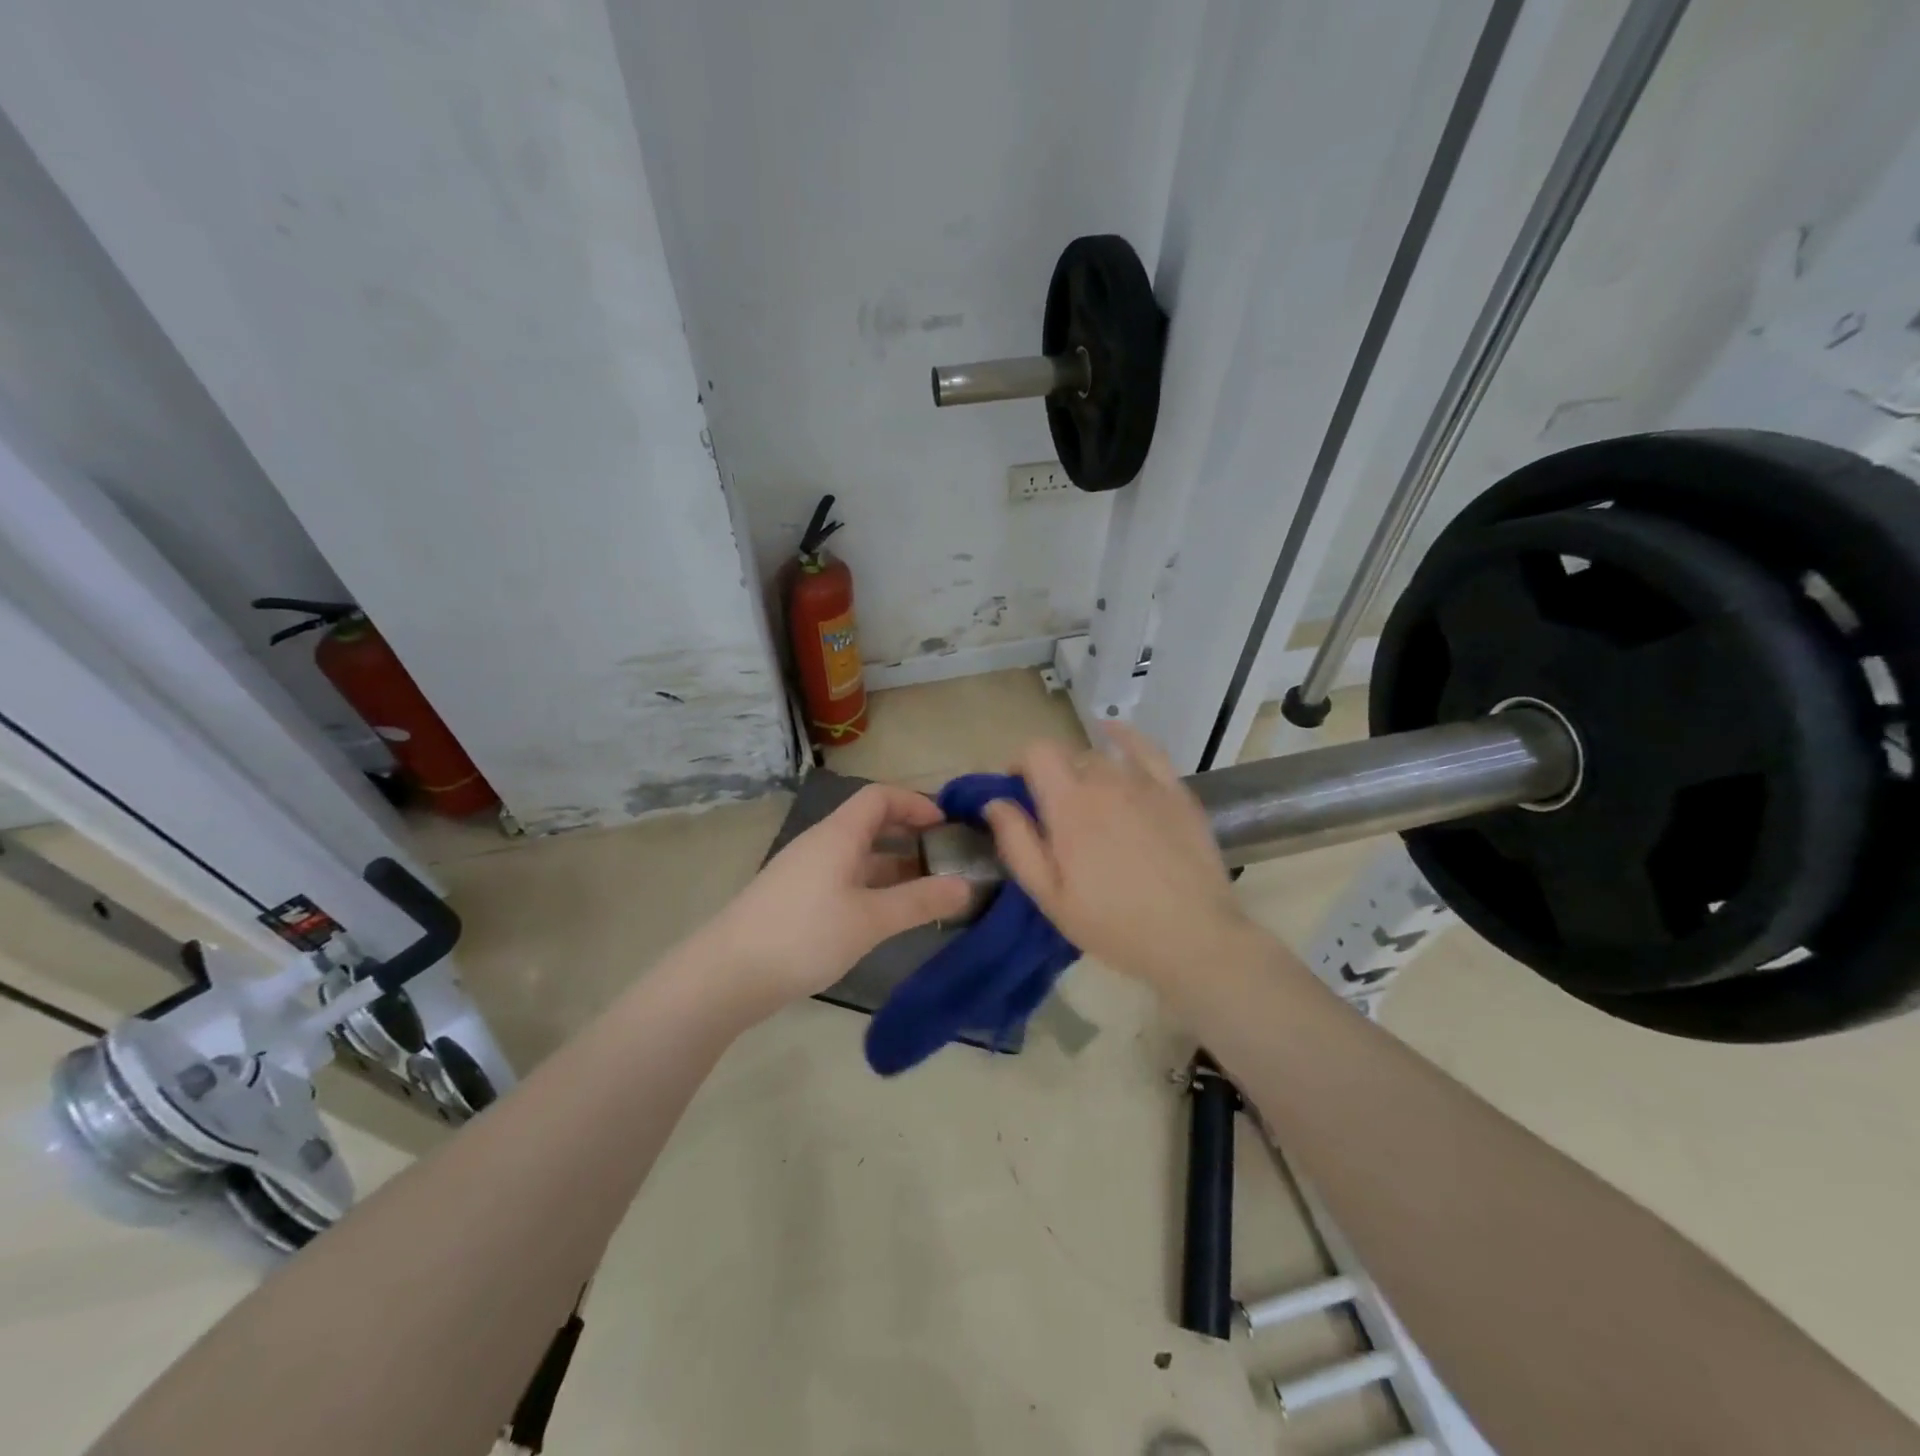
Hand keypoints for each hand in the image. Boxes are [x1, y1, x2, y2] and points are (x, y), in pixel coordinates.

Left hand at [701, 783, 974, 1015]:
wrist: (727, 975)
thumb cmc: (804, 935)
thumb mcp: (870, 919)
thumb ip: (920, 902)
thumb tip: (966, 886)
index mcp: (838, 835)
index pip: (880, 796)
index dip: (916, 802)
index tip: (947, 826)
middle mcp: (822, 844)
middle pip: (871, 824)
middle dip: (911, 836)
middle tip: (947, 859)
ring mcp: (807, 872)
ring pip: (859, 856)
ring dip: (894, 867)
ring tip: (929, 892)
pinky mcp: (798, 900)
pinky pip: (845, 879)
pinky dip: (873, 888)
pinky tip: (889, 916)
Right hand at [981, 726, 1251, 988]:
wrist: (1192, 938)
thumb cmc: (1112, 923)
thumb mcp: (1049, 895)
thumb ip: (1017, 843)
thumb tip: (995, 802)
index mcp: (1068, 804)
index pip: (1036, 752)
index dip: (1020, 765)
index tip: (1017, 792)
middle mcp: (1105, 780)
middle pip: (1068, 755)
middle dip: (1051, 775)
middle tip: (1053, 814)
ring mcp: (1145, 783)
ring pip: (1102, 757)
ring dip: (1084, 771)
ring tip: (1086, 802)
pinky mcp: (1175, 791)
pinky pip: (1147, 749)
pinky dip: (1124, 736)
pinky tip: (1113, 732)